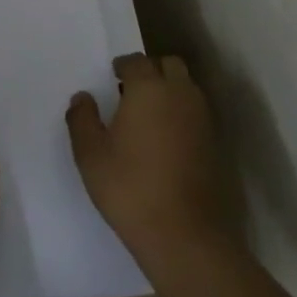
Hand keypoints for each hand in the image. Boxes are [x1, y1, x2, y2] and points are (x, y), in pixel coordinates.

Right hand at [67, 53, 229, 272]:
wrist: (184, 234)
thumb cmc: (129, 187)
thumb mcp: (90, 154)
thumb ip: (82, 119)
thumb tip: (82, 98)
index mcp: (149, 89)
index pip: (136, 61)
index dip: (122, 66)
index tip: (111, 77)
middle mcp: (180, 94)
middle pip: (169, 65)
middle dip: (151, 70)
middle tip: (130, 89)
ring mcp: (202, 118)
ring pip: (186, 87)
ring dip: (169, 89)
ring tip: (146, 114)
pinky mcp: (214, 142)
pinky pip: (195, 111)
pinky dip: (181, 112)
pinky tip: (164, 137)